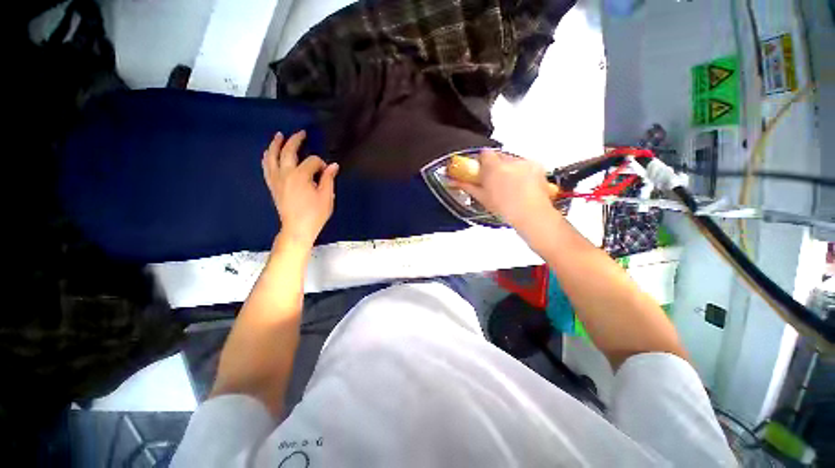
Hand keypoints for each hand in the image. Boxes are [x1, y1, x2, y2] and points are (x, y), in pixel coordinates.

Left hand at [262, 131, 338, 246]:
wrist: (297, 228)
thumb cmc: (315, 214)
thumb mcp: (327, 197)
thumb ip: (328, 179)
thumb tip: (333, 165)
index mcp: (301, 176)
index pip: (312, 161)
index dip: (321, 164)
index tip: (327, 171)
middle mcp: (285, 173)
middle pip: (288, 151)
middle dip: (295, 140)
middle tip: (301, 133)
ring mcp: (276, 179)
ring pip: (272, 156)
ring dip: (276, 144)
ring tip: (279, 136)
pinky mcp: (272, 185)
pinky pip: (266, 167)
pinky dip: (267, 157)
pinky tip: (269, 153)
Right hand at [455, 150, 555, 228]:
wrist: (531, 214)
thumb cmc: (506, 209)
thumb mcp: (482, 198)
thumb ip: (468, 186)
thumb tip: (455, 181)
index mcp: (494, 168)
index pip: (485, 153)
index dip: (481, 160)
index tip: (480, 168)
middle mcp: (510, 161)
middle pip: (498, 155)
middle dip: (495, 165)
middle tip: (493, 179)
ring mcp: (524, 163)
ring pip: (512, 159)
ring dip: (508, 168)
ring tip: (509, 185)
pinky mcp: (536, 166)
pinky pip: (525, 164)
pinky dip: (522, 171)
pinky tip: (521, 184)